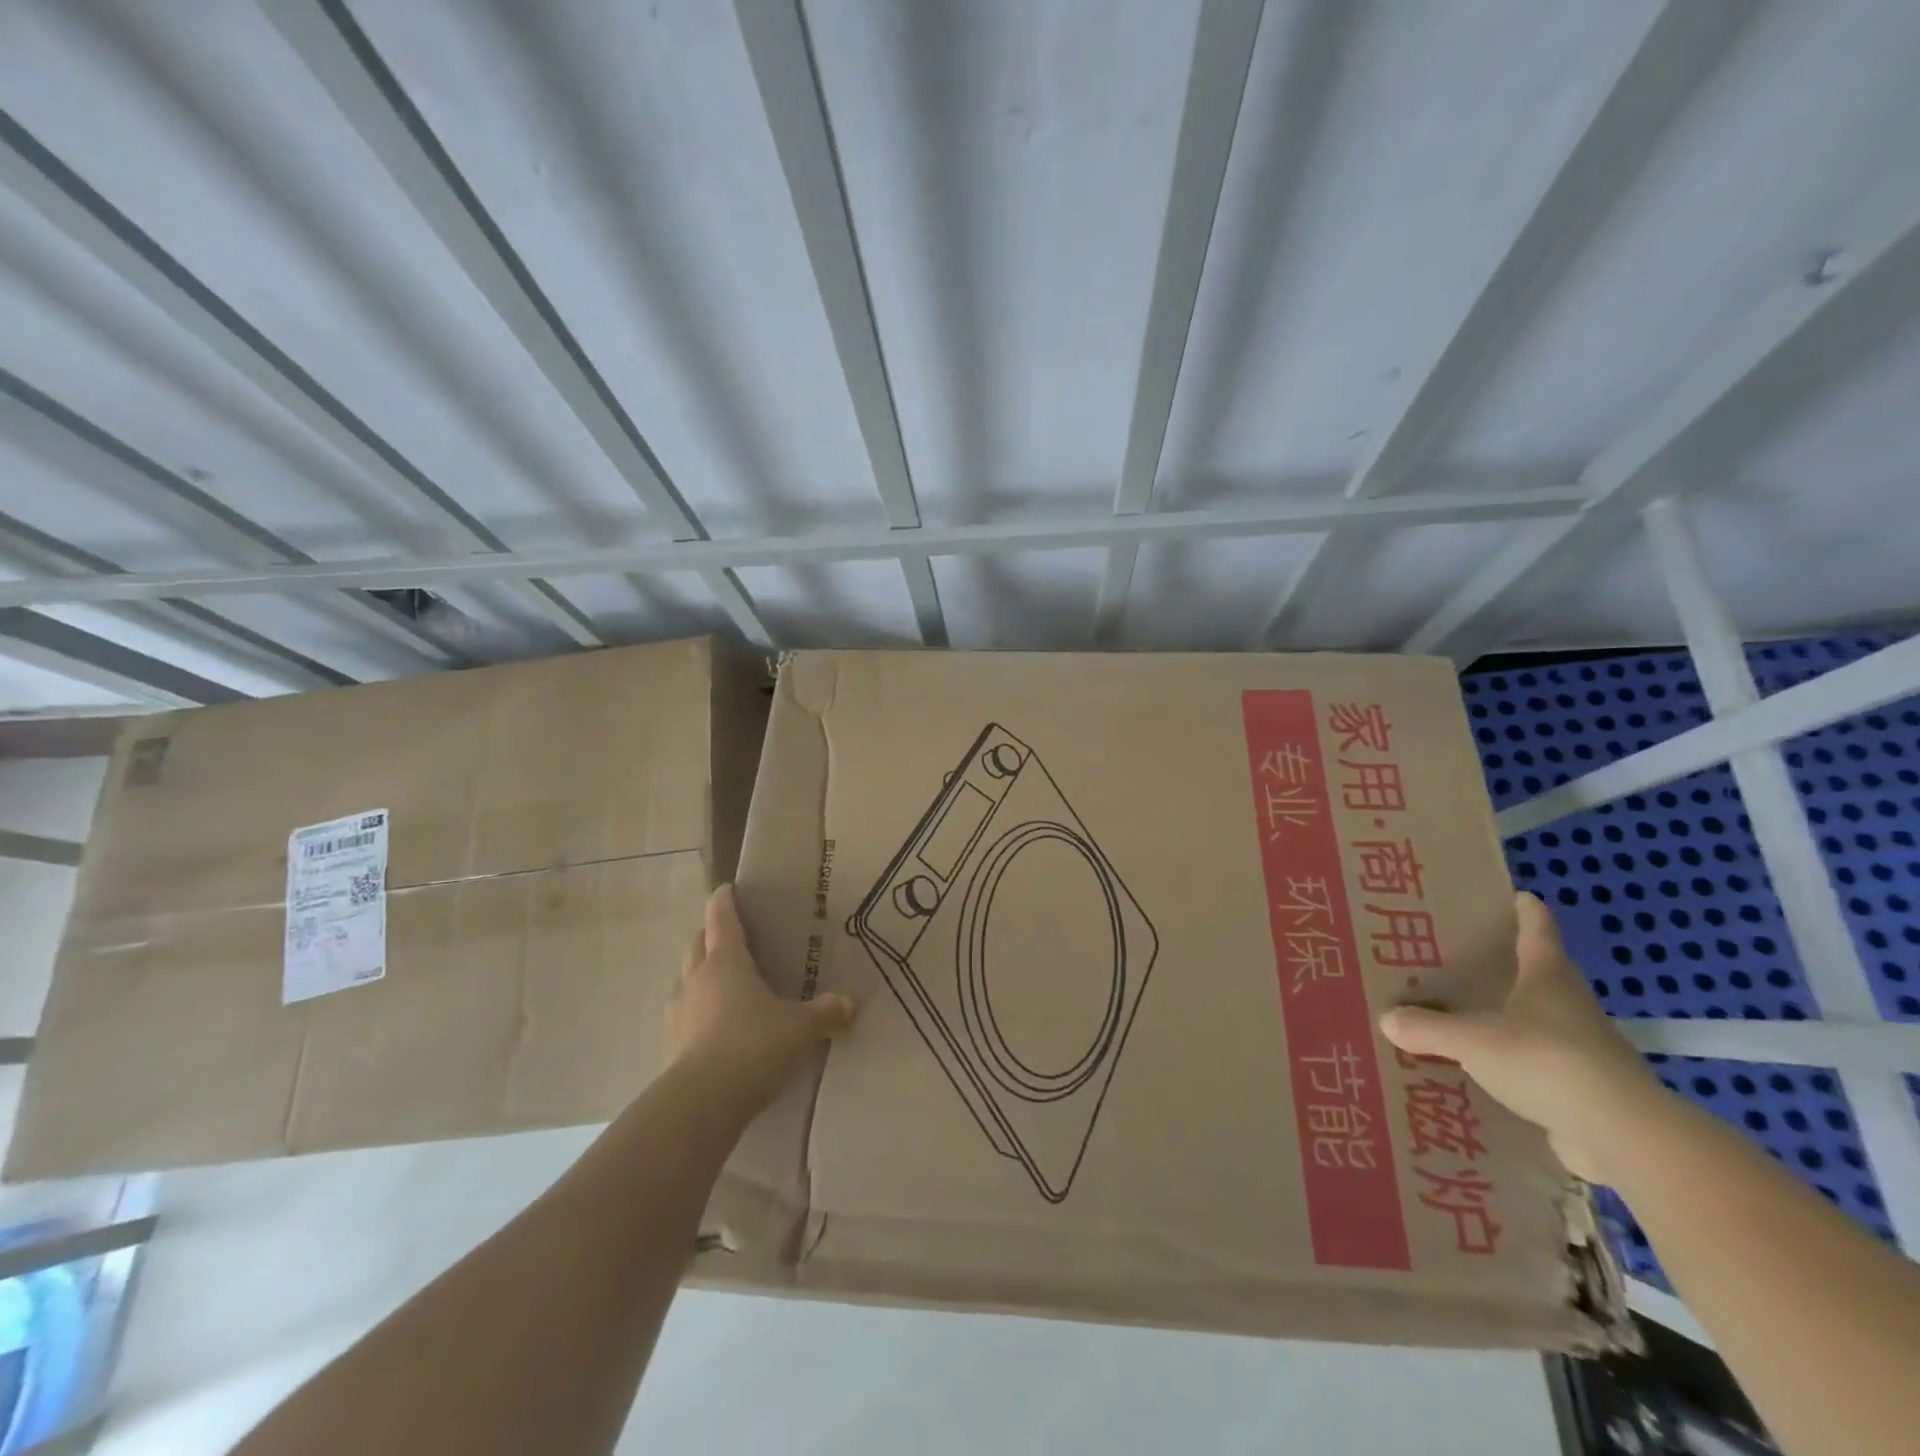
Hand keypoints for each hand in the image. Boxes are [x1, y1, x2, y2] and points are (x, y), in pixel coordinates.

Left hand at [665, 884, 855, 1118]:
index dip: (724, 901)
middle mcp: (696, 979)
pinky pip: (684, 1015)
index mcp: (726, 962)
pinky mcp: (668, 1045)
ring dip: (701, 975)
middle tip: (731, 937)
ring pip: (686, 979)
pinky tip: (715, 1029)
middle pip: (697, 944)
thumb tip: (849, 1003)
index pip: (721, 918)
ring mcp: (677, 1012)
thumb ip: (825, 1013)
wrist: (700, 1104)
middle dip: (710, 936)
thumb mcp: (801, 1029)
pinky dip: (697, 1012)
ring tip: (724, 985)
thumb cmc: (753, 1046)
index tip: (726, 889)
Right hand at [1378, 892, 1663, 1181]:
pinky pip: (1541, 1067)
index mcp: (1548, 978)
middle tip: (1471, 960)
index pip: (1538, 931)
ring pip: (1542, 1022)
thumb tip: (1387, 1019)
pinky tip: (1487, 1075)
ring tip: (1469, 1019)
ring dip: (1513, 1019)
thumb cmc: (1546, 1061)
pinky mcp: (1586, 1091)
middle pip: (1543, 974)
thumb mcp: (1472, 1040)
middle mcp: (1571, 1006)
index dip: (1527, 912)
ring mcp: (1584, 1050)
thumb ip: (1428, 1029)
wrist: (1622, 1136)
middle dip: (1513, 966)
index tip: (1518, 896)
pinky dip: (1517, 1066)